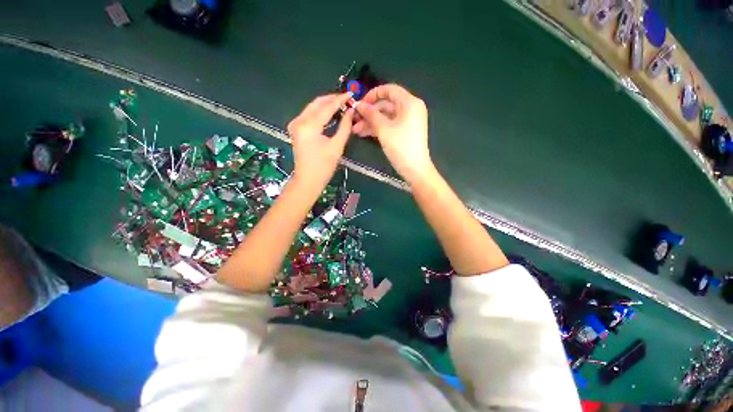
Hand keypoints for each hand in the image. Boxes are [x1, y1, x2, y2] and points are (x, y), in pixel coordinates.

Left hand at [287, 93, 354, 188]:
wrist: (307, 180)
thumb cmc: (323, 166)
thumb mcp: (337, 147)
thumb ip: (344, 127)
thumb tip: (350, 112)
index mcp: (309, 126)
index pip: (327, 107)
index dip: (340, 100)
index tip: (351, 94)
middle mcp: (299, 121)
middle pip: (317, 103)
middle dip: (331, 99)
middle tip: (346, 99)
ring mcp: (295, 124)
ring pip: (312, 108)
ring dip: (326, 105)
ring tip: (340, 104)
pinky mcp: (296, 129)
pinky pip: (309, 115)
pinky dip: (320, 112)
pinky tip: (329, 113)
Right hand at [353, 84, 431, 181]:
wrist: (414, 169)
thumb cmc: (400, 146)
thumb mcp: (383, 129)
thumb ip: (371, 114)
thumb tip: (359, 104)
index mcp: (409, 103)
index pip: (390, 90)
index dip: (373, 94)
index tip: (360, 103)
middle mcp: (410, 109)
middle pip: (386, 105)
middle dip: (369, 112)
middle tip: (354, 119)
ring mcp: (407, 122)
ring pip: (386, 117)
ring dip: (371, 122)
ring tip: (355, 130)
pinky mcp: (404, 132)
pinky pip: (389, 125)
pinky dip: (378, 128)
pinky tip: (363, 133)